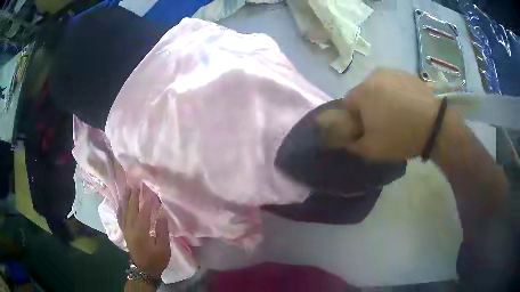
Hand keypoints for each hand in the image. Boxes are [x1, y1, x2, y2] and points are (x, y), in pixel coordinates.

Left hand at [118, 186, 169, 278]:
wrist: (144, 270)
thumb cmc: (156, 260)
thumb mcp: (163, 248)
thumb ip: (162, 230)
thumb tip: (161, 214)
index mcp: (141, 231)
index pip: (144, 212)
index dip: (148, 201)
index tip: (152, 191)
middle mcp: (130, 227)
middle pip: (131, 208)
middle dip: (134, 195)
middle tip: (138, 184)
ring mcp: (126, 229)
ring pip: (124, 211)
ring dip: (126, 199)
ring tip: (128, 188)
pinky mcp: (124, 232)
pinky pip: (120, 217)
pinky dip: (120, 208)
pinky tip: (121, 203)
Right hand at [340, 69, 441, 160]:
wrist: (434, 124)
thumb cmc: (400, 135)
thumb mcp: (371, 149)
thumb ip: (352, 145)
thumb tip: (347, 140)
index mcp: (362, 91)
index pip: (347, 104)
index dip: (354, 119)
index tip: (366, 130)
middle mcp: (374, 76)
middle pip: (364, 93)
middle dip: (369, 107)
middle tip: (383, 123)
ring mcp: (393, 72)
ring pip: (380, 87)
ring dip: (384, 99)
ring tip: (398, 114)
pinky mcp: (408, 74)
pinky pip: (395, 84)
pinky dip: (397, 94)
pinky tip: (408, 107)